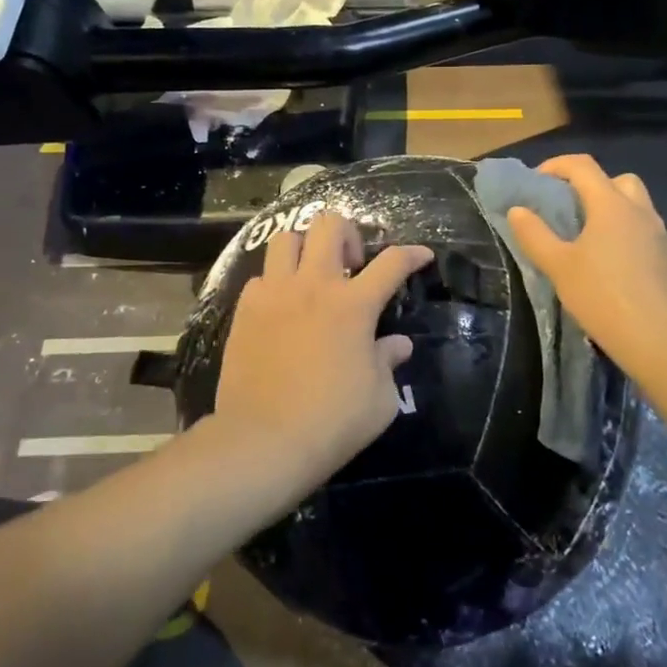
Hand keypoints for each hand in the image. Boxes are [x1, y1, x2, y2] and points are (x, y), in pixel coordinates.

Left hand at [212, 212, 433, 494]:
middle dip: (348, 235)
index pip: (392, 263)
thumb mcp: (380, 400)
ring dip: (305, 248)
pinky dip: (276, 283)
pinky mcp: (245, 310)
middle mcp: (314, 286)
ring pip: (287, 238)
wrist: (263, 441)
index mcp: (354, 305)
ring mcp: (275, 294)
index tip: (421, 256)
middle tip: (353, 267)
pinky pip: (261, 277)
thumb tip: (397, 345)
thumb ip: (388, 362)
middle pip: (330, 225)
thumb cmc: (331, 422)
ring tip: (312, 275)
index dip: (412, 254)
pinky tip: (282, 308)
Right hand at [507, 155, 666, 380]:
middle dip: (591, 185)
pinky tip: (611, 265)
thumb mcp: (558, 266)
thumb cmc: (602, 296)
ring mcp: (660, 235)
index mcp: (611, 205)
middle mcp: (639, 211)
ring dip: (611, 210)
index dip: (556, 165)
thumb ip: (535, 235)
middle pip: (617, 180)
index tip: (536, 182)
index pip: (583, 166)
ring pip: (635, 206)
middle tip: (569, 209)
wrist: (659, 339)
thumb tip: (518, 210)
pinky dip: (625, 234)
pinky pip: (644, 232)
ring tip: (588, 238)